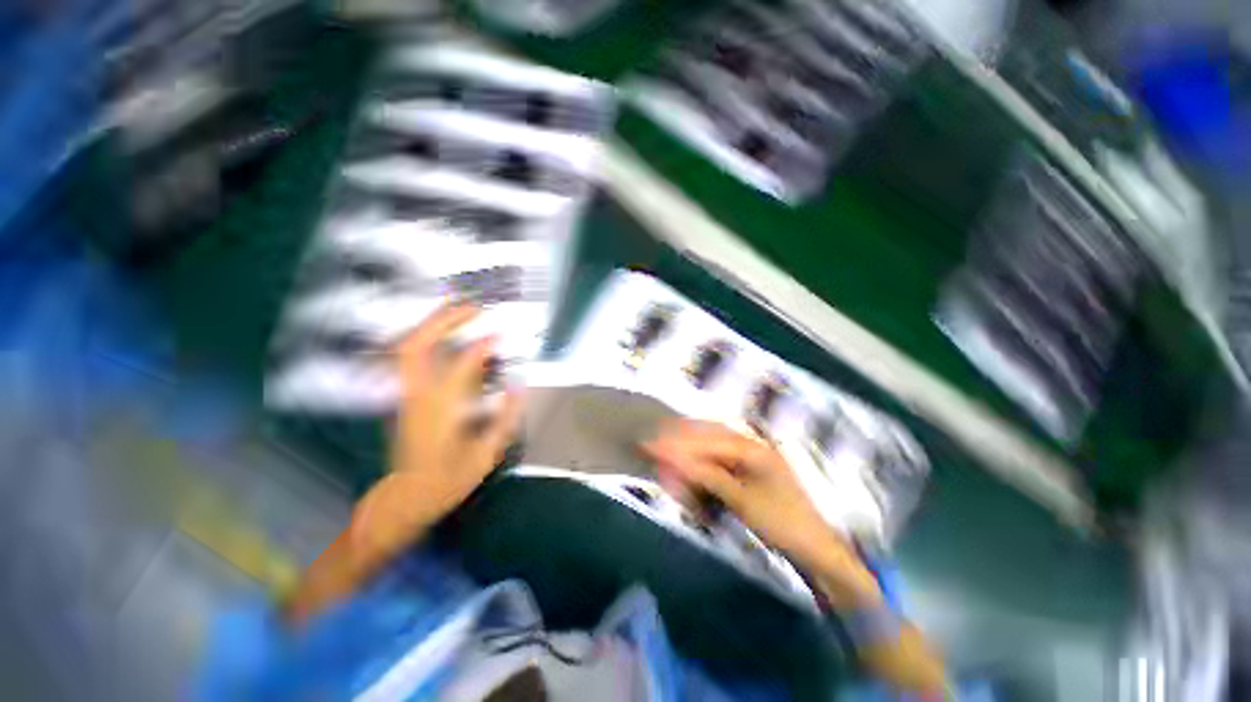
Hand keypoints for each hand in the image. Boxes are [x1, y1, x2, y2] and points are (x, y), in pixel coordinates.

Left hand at [354, 303, 523, 557]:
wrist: (406, 497)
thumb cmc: (449, 480)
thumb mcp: (486, 454)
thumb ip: (506, 416)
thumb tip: (518, 383)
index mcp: (440, 412)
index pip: (460, 365)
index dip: (482, 345)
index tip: (500, 335)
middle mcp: (416, 396)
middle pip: (417, 345)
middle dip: (443, 320)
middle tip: (472, 307)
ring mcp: (405, 395)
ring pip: (408, 348)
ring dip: (433, 325)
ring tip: (461, 312)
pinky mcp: (404, 397)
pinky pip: (411, 358)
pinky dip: (429, 339)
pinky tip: (448, 336)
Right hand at [643, 419, 880, 605]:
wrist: (815, 545)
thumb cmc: (781, 522)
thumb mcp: (742, 501)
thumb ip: (707, 476)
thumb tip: (674, 460)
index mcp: (751, 446)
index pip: (704, 440)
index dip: (675, 443)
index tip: (649, 445)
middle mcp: (750, 441)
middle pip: (704, 434)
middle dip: (678, 442)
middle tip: (652, 449)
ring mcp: (750, 452)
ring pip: (709, 443)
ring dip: (687, 451)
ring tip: (667, 460)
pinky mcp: (748, 466)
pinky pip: (717, 456)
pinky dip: (701, 463)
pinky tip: (689, 470)